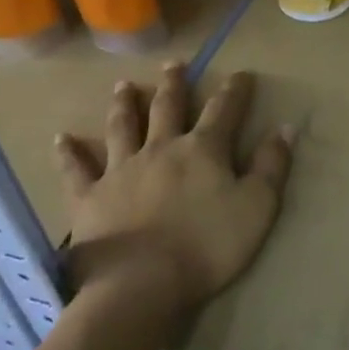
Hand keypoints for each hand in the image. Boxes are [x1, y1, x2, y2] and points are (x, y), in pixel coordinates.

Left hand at [54, 63, 294, 314]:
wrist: (141, 285)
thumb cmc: (207, 246)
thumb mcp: (257, 207)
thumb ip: (272, 166)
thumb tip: (285, 128)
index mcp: (203, 150)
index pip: (224, 110)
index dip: (234, 90)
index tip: (241, 73)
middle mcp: (161, 148)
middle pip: (168, 107)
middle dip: (174, 84)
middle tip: (173, 64)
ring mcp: (121, 170)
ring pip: (123, 127)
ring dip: (124, 104)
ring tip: (123, 85)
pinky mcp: (89, 197)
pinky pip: (77, 170)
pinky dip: (70, 153)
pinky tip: (63, 139)